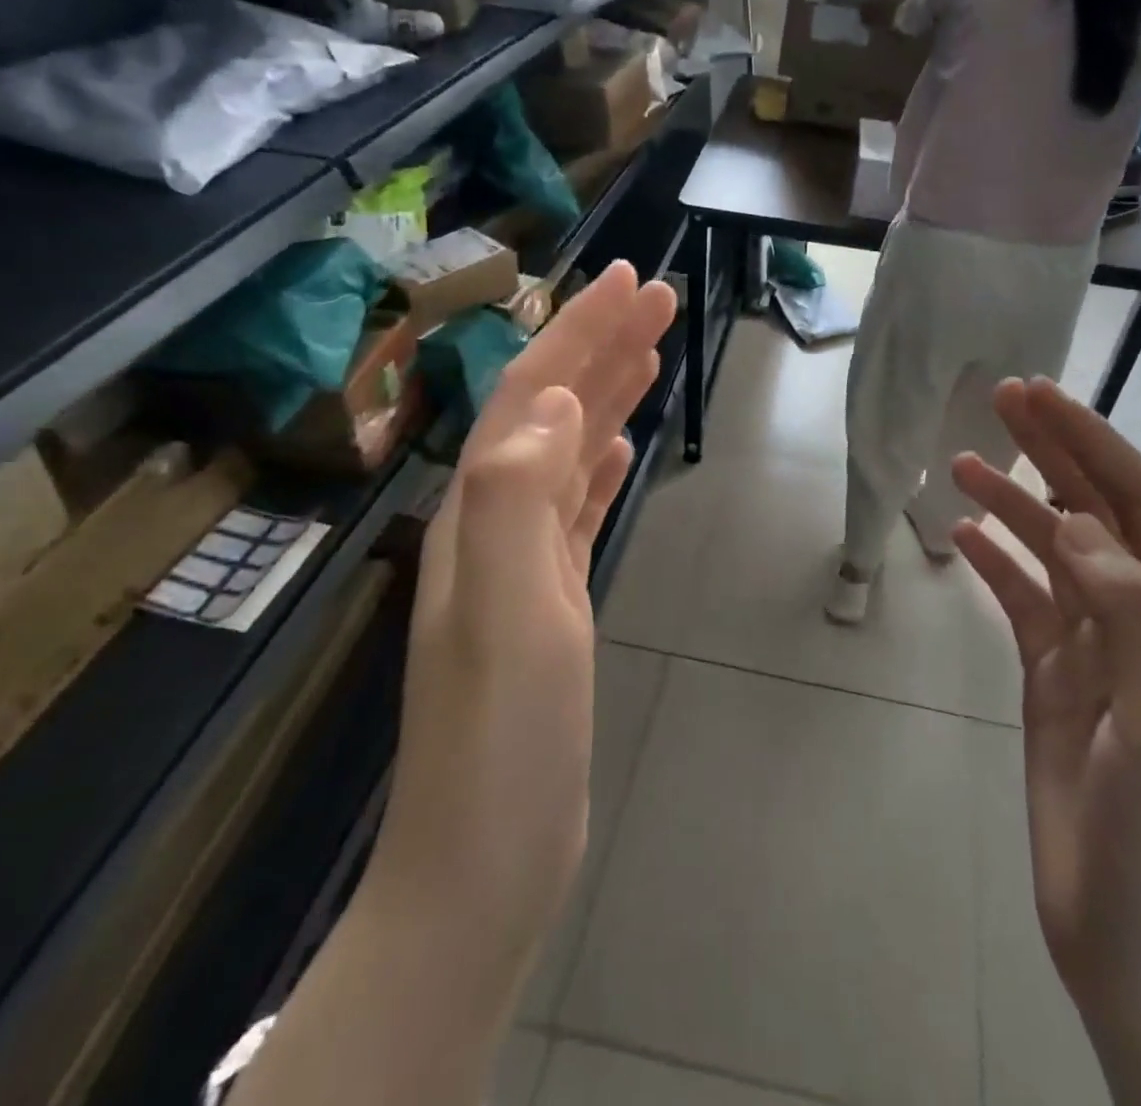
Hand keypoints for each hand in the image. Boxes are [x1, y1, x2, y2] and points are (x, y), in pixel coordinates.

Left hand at [371, 261, 676, 969]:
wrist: (486, 859)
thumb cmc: (502, 735)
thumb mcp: (507, 606)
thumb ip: (518, 494)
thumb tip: (551, 399)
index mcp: (482, 510)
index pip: (533, 393)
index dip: (580, 330)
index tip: (633, 281)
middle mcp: (495, 521)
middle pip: (552, 410)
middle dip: (602, 345)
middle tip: (658, 297)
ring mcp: (523, 562)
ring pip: (568, 451)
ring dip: (606, 395)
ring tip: (649, 353)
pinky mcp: (550, 599)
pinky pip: (575, 507)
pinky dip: (598, 464)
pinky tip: (619, 446)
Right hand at [950, 378, 1140, 1046]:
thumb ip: (1134, 616)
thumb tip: (1079, 525)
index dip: (1095, 445)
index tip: (1041, 399)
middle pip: (1097, 513)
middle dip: (1053, 450)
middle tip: (1001, 399)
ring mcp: (1095, 654)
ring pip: (1054, 552)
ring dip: (1013, 501)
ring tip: (960, 462)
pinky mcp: (1054, 684)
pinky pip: (1024, 603)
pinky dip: (996, 563)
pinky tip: (962, 536)